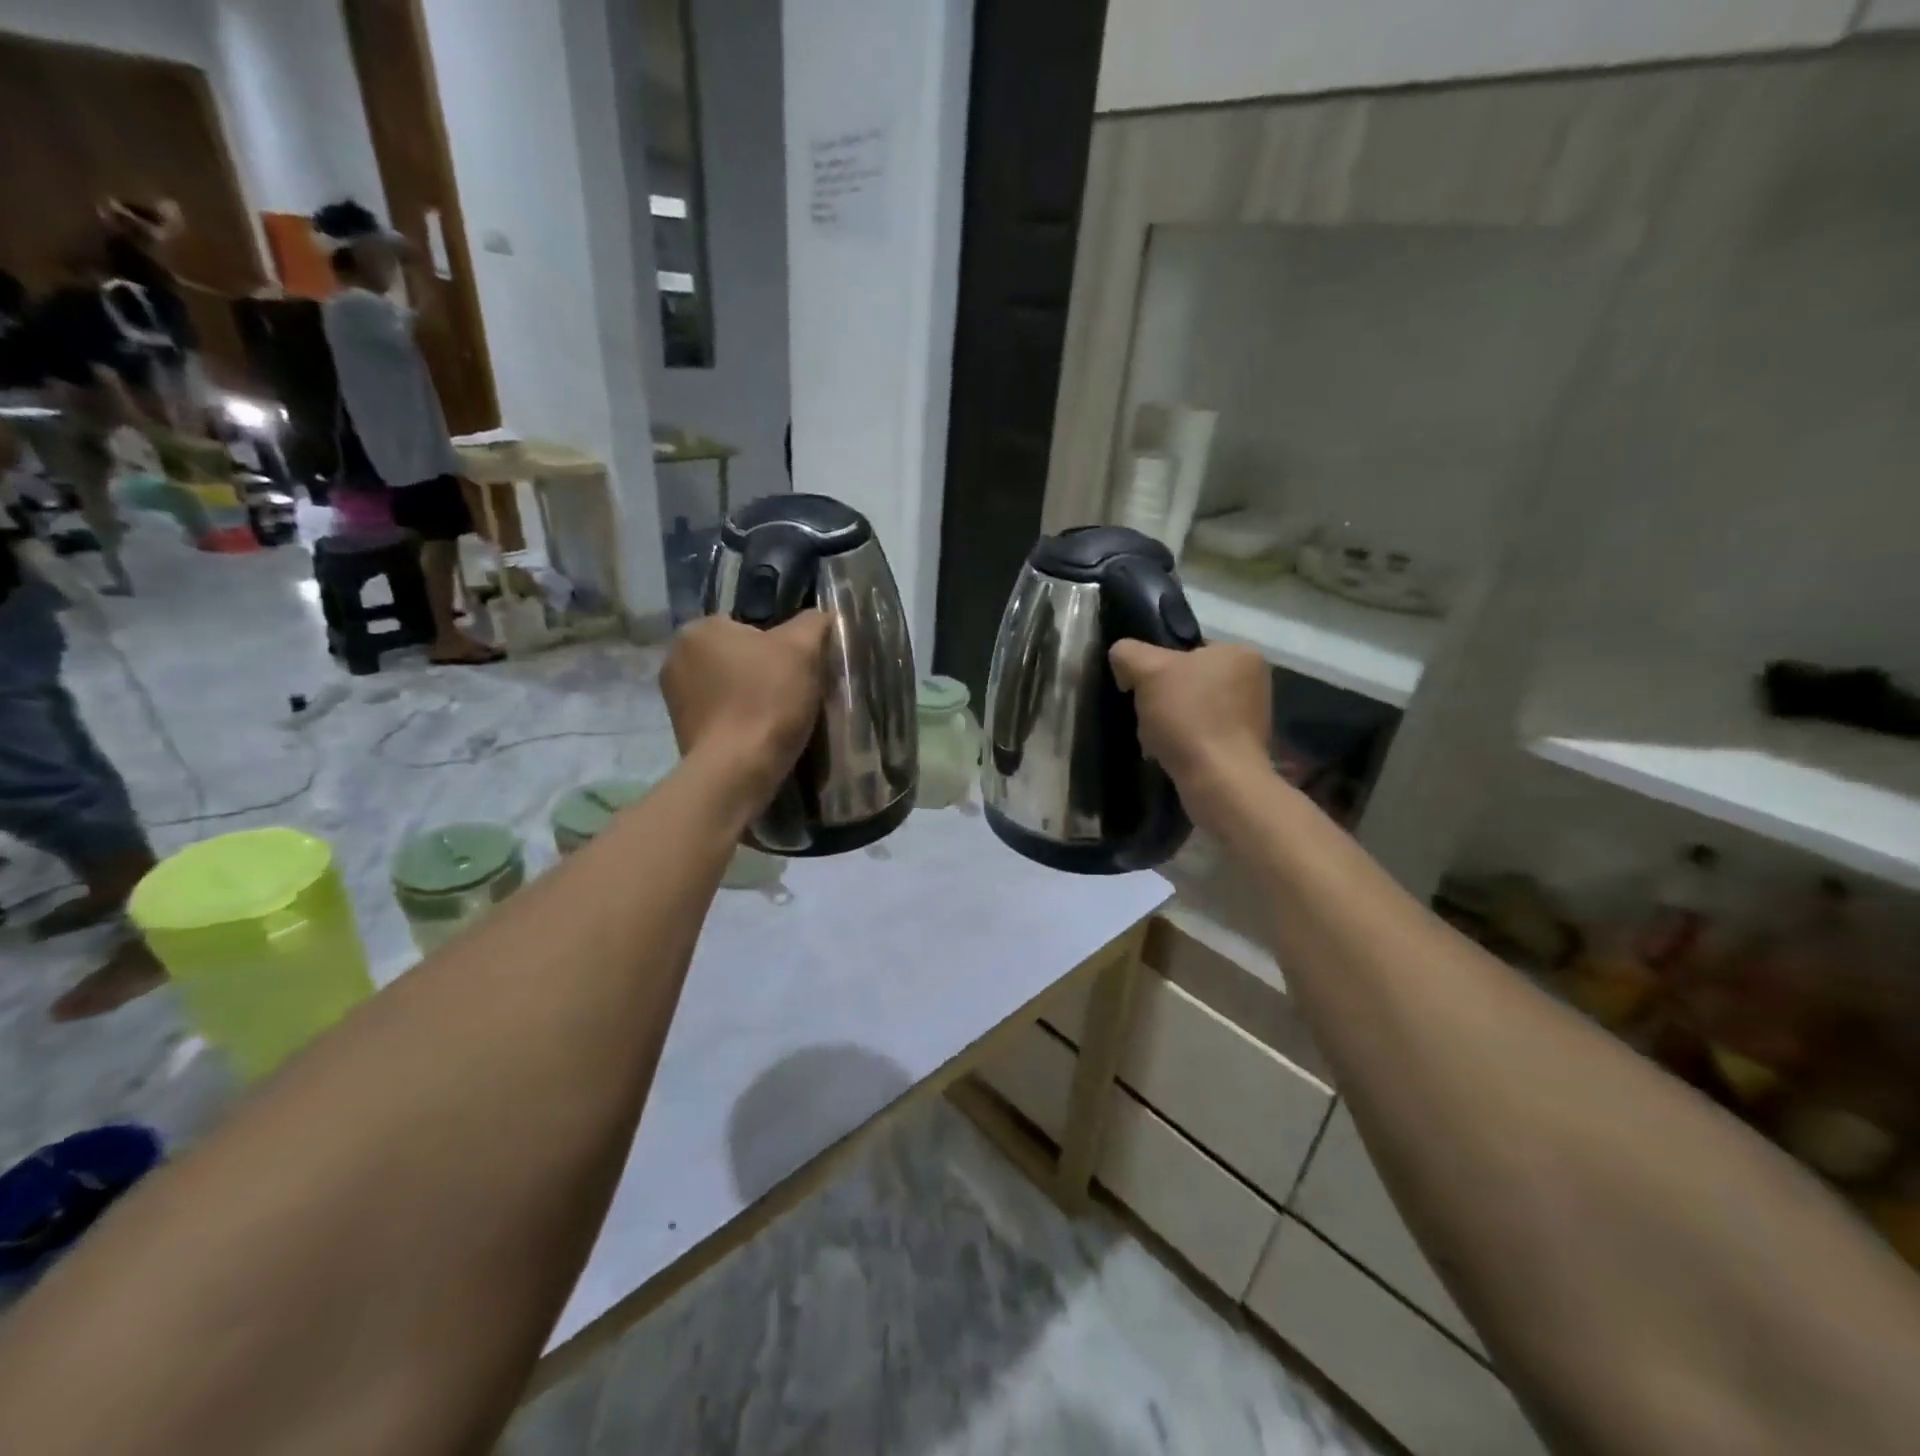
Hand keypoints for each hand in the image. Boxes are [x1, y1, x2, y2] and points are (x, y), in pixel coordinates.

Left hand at [662, 613, 829, 802]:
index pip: (748, 626)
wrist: (737, 769)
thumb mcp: (802, 649)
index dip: (778, 646)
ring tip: (777, 718)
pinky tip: (758, 734)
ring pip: (728, 686)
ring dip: (749, 696)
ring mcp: (674, 697)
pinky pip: (719, 714)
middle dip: (761, 671)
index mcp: (698, 629)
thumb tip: (821, 615)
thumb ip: (813, 623)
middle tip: (791, 693)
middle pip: (737, 656)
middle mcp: (676, 657)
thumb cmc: (767, 700)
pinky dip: (738, 720)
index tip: (796, 669)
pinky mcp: (681, 730)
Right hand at [1110, 640, 1272, 827]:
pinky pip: (1204, 734)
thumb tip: (1123, 660)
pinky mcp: (1245, 746)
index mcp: (1240, 653)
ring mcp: (1253, 715)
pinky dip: (1185, 741)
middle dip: (1164, 696)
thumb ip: (1128, 653)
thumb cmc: (1189, 717)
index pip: (1187, 648)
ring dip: (1172, 720)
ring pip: (1194, 708)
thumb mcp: (1148, 670)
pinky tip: (1172, 753)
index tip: (1141, 687)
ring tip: (1157, 737)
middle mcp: (1254, 679)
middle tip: (1147, 713)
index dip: (1157, 665)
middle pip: (1189, 679)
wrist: (1219, 781)